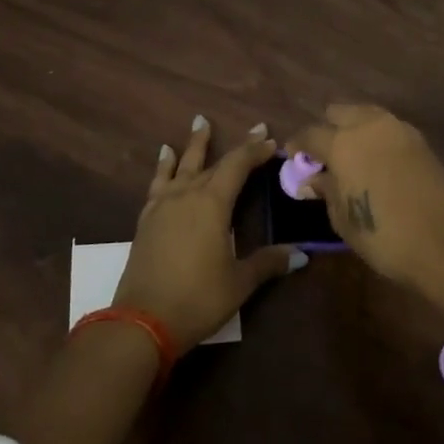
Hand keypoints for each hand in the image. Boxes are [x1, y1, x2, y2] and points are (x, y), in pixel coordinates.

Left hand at [115, 115, 305, 349]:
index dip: (255, 151)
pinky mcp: (146, 219)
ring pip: (181, 166)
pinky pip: (158, 182)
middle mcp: (187, 195)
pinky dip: (163, 166)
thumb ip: (267, 263)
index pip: (237, 166)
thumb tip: (301, 254)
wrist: (143, 320)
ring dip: (193, 145)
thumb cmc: (198, 298)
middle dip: (236, 146)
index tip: (271, 140)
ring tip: (200, 122)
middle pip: (213, 162)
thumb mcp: (239, 282)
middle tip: (254, 128)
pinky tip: (164, 157)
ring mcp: (163, 205)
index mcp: (213, 204)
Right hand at [286, 104, 443, 291]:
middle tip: (325, 154)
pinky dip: (377, 137)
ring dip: (354, 128)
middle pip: (339, 111)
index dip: (298, 145)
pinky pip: (388, 128)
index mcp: (342, 143)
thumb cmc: (383, 236)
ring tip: (352, 156)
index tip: (294, 158)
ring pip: (366, 114)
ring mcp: (398, 129)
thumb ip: (326, 190)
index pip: (310, 133)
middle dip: (328, 127)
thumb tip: (313, 178)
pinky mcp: (420, 140)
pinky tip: (377, 161)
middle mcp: (369, 126)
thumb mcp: (342, 218)